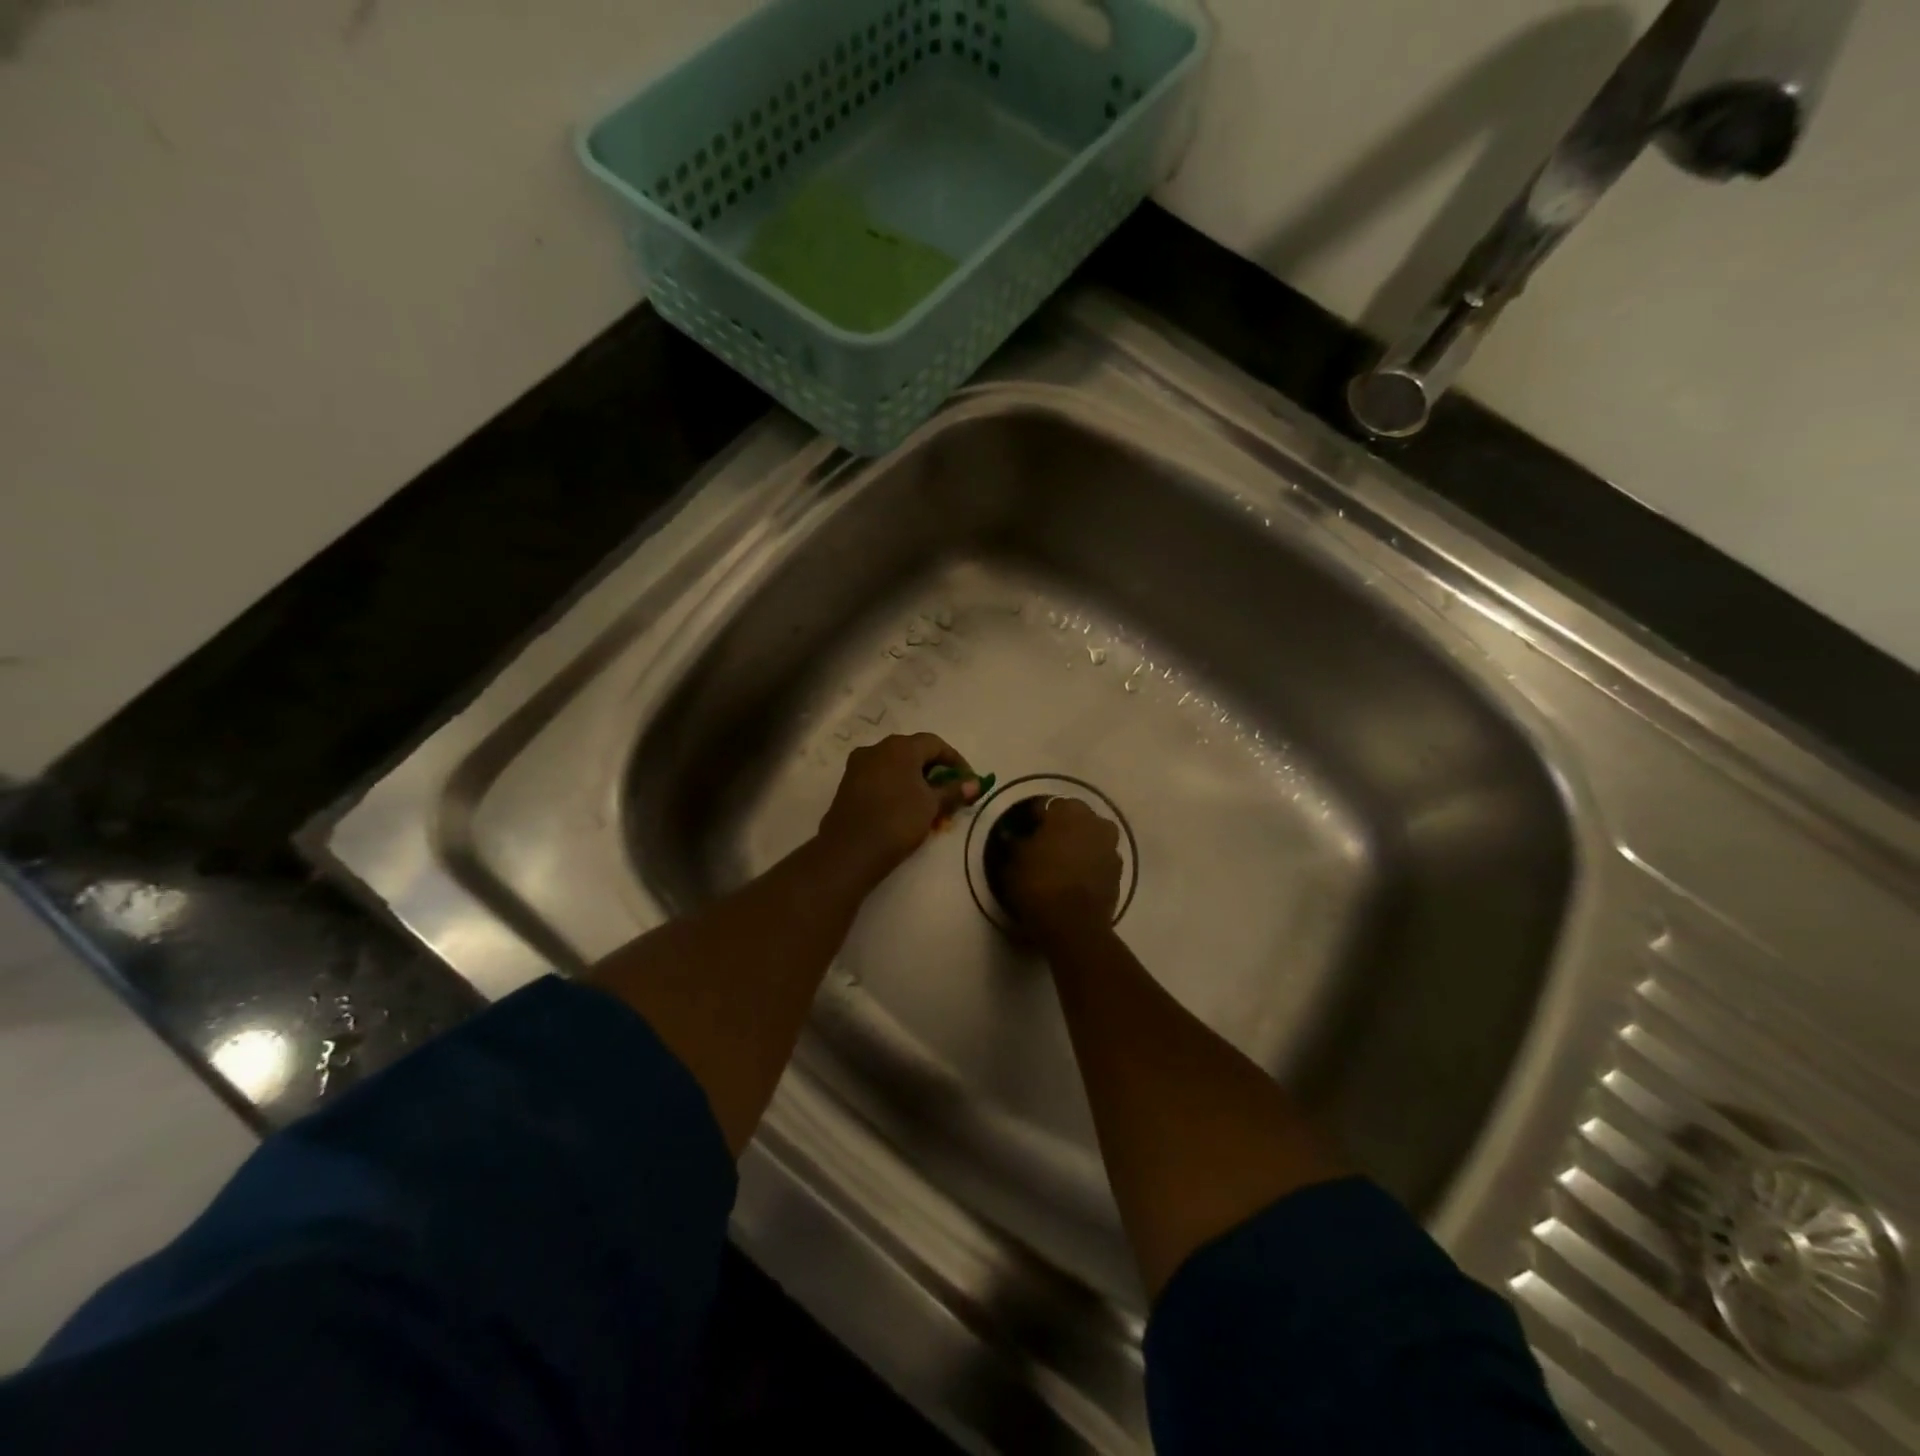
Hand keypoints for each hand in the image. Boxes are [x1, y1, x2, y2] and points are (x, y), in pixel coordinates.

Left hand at [816, 733, 982, 887]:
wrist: (851, 849)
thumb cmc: (898, 820)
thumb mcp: (932, 805)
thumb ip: (953, 791)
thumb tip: (975, 783)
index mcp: (900, 747)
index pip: (935, 744)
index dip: (955, 761)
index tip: (968, 781)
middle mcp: (877, 748)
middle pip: (913, 752)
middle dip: (934, 771)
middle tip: (948, 793)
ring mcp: (859, 765)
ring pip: (895, 766)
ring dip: (915, 780)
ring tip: (928, 804)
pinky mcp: (848, 784)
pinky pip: (880, 778)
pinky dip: (896, 787)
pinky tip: (904, 808)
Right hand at [999, 797, 1121, 944]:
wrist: (1074, 925)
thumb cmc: (1039, 883)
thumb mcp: (1014, 861)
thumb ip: (1015, 842)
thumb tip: (1012, 835)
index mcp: (1067, 810)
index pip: (1043, 806)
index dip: (1031, 819)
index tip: (1022, 832)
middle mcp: (1094, 820)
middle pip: (1072, 818)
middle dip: (1059, 828)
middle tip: (1041, 846)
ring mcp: (1111, 846)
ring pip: (1089, 836)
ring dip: (1077, 844)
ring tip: (1059, 862)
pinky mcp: (1119, 871)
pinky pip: (1098, 858)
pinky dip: (1088, 862)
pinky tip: (1074, 877)